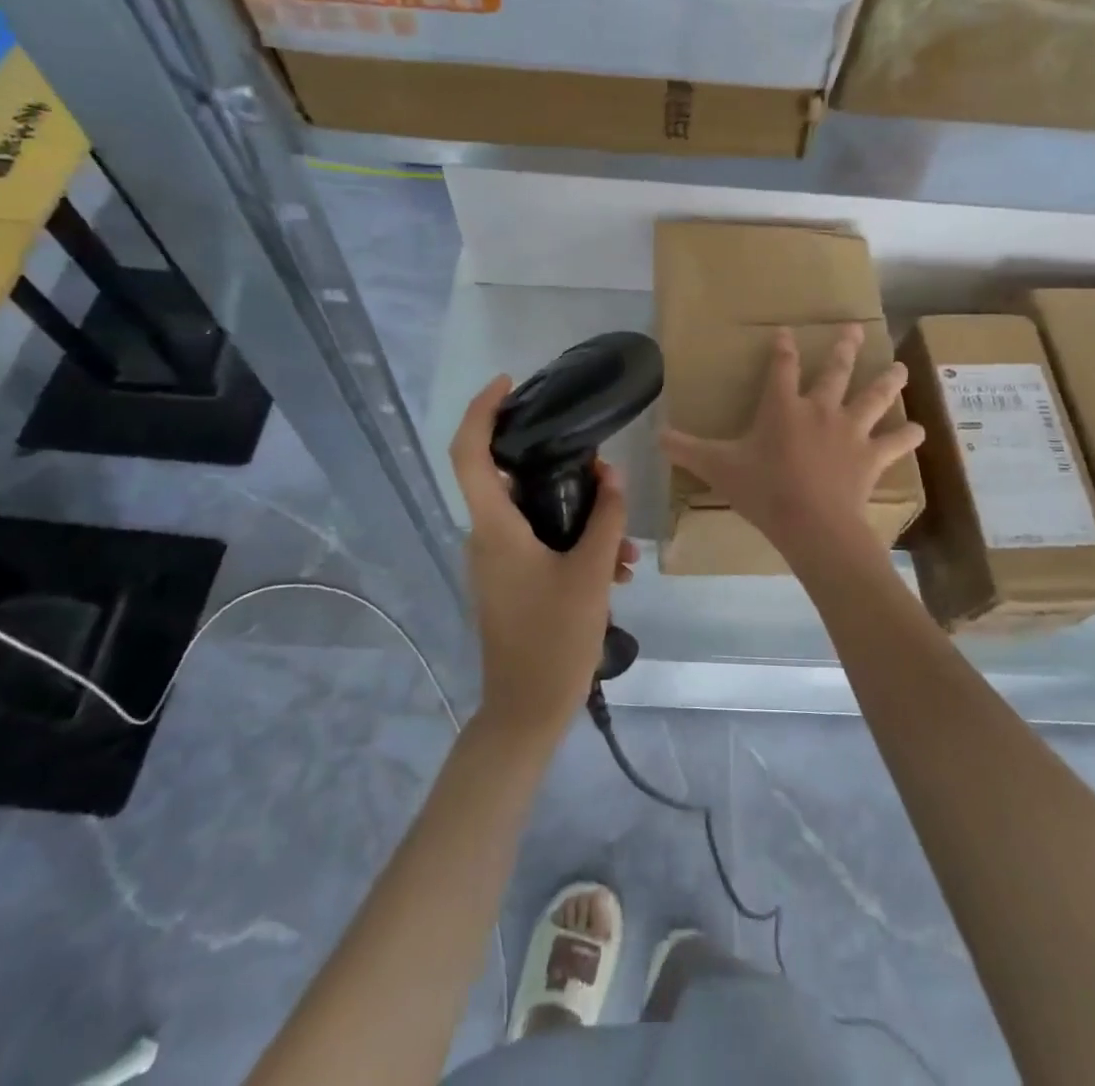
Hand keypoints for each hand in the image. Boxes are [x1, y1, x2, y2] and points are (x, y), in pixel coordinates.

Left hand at [449, 376, 637, 738]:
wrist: (527, 712)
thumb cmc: (554, 639)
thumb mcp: (590, 573)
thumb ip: (604, 518)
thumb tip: (610, 475)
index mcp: (494, 528)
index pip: (469, 452)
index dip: (482, 410)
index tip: (510, 383)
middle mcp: (486, 538)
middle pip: (512, 478)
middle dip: (561, 471)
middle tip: (602, 471)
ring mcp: (496, 562)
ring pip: (535, 516)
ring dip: (580, 520)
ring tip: (625, 550)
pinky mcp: (510, 581)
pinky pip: (540, 544)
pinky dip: (574, 545)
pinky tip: (616, 570)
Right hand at [661, 324, 922, 563]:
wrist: (812, 522)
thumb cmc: (764, 490)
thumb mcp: (718, 468)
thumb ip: (687, 450)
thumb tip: (655, 436)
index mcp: (783, 407)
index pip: (781, 367)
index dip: (783, 348)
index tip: (786, 331)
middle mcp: (820, 409)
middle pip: (835, 371)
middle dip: (844, 347)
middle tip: (856, 327)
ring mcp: (850, 431)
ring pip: (874, 397)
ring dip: (887, 381)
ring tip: (900, 367)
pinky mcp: (871, 456)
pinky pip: (895, 443)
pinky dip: (908, 436)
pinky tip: (920, 429)